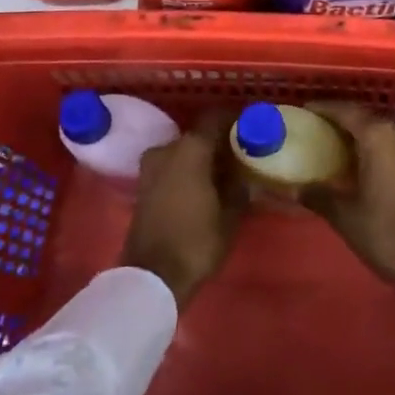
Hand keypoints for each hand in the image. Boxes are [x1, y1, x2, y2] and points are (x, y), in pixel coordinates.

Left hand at [120, 112, 244, 307]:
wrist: (151, 276)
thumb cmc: (196, 241)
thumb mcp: (229, 215)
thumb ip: (238, 187)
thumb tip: (244, 175)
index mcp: (191, 148)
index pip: (215, 118)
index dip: (234, 119)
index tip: (250, 126)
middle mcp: (167, 148)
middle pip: (198, 134)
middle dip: (218, 141)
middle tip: (240, 154)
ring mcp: (151, 166)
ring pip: (183, 150)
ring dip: (201, 157)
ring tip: (223, 172)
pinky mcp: (143, 184)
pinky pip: (171, 166)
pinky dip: (187, 169)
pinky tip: (203, 185)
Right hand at [300, 103, 394, 316]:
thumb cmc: (388, 234)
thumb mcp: (346, 216)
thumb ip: (319, 196)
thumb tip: (295, 189)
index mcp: (378, 136)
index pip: (346, 111)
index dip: (324, 109)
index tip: (306, 110)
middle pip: (367, 117)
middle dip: (344, 121)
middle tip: (320, 129)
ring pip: (385, 131)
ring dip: (364, 135)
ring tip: (341, 146)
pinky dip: (380, 147)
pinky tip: (367, 163)